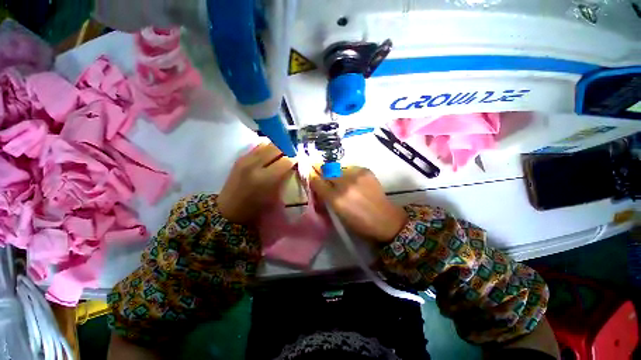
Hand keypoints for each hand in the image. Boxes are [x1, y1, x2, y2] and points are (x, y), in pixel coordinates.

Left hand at [218, 143, 295, 223]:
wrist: (229, 210)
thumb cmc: (255, 208)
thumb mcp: (275, 196)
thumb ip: (284, 178)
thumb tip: (293, 164)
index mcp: (264, 179)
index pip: (286, 160)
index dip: (295, 159)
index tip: (299, 160)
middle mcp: (254, 165)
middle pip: (276, 148)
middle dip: (287, 150)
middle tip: (291, 155)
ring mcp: (245, 159)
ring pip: (266, 144)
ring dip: (277, 147)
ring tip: (281, 154)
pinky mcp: (240, 158)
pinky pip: (258, 147)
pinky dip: (267, 148)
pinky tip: (270, 154)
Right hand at [309, 166, 407, 242]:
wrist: (386, 220)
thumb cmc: (359, 223)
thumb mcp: (338, 214)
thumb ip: (326, 198)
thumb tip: (318, 184)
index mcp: (336, 199)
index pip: (316, 181)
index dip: (311, 176)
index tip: (309, 174)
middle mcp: (345, 184)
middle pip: (326, 169)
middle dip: (321, 170)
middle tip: (320, 172)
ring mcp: (356, 175)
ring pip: (337, 167)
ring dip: (335, 172)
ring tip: (339, 179)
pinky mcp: (365, 171)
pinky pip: (350, 168)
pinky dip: (347, 173)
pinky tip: (352, 180)